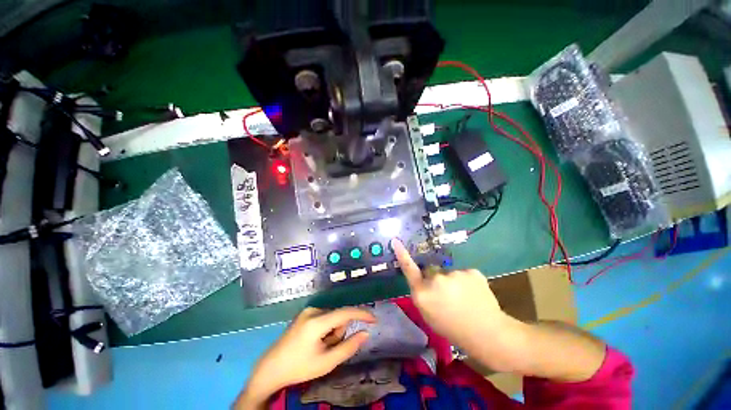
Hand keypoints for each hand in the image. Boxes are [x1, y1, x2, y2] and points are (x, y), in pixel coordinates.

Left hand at [238, 307, 375, 407]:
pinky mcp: (305, 314)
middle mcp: (313, 310)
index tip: (374, 319)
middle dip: (339, 332)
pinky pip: (324, 318)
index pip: (345, 312)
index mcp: (317, 321)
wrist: (270, 368)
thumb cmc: (299, 367)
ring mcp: (307, 311)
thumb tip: (365, 334)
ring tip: (319, 347)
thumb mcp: (326, 362)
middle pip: (338, 317)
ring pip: (332, 318)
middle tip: (328, 349)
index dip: (362, 314)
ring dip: (332, 332)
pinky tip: (314, 342)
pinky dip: (325, 329)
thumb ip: (348, 347)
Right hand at [391, 238, 510, 349]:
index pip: (408, 269)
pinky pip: (464, 273)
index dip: (402, 254)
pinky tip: (474, 294)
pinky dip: (467, 281)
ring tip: (464, 298)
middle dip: (435, 278)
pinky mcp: (471, 271)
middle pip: (431, 270)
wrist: (488, 334)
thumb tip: (423, 282)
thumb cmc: (453, 329)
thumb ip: (422, 295)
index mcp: (423, 294)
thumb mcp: (428, 315)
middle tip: (448, 295)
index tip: (395, 240)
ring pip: (448, 272)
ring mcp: (454, 274)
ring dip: (453, 281)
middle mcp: (436, 280)